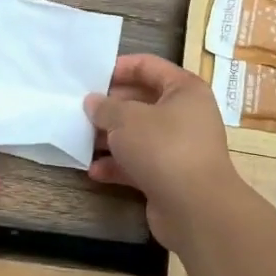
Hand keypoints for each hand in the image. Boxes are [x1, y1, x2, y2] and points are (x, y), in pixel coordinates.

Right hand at [86, 54, 238, 246]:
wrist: (196, 208)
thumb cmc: (163, 147)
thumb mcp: (126, 119)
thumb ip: (105, 107)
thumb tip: (93, 102)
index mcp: (184, 90)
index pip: (149, 66)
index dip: (120, 67)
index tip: (91, 75)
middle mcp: (186, 115)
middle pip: (142, 102)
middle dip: (110, 107)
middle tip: (80, 109)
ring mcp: (179, 148)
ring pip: (138, 135)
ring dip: (110, 138)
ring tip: (81, 138)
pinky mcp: (170, 177)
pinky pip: (139, 164)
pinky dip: (118, 166)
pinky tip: (94, 171)